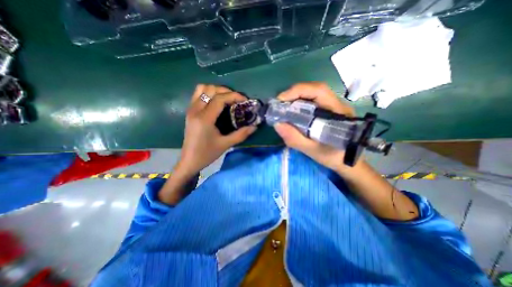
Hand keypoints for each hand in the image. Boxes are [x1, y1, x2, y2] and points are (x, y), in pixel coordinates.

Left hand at [175, 83, 255, 176]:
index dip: (234, 96)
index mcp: (204, 118)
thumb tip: (254, 127)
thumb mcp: (225, 144)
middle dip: (227, 91)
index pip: (220, 99)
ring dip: (216, 90)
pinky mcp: (189, 111)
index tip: (245, 100)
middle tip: (237, 100)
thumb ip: (241, 134)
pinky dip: (209, 93)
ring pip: (202, 88)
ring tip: (227, 98)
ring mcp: (191, 109)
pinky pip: (198, 94)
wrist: (189, 161)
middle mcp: (195, 110)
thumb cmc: (207, 154)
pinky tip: (217, 102)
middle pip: (211, 89)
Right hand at [274, 82, 356, 173]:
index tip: (281, 100)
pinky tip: (293, 111)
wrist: (348, 161)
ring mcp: (333, 106)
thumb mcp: (312, 150)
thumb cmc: (333, 157)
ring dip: (296, 97)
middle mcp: (337, 104)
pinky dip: (300, 103)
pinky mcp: (329, 110)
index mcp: (337, 111)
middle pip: (314, 89)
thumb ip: (295, 138)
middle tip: (280, 104)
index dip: (298, 91)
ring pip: (312, 94)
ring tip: (284, 107)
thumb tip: (277, 124)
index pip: (318, 91)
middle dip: (294, 94)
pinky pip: (312, 101)